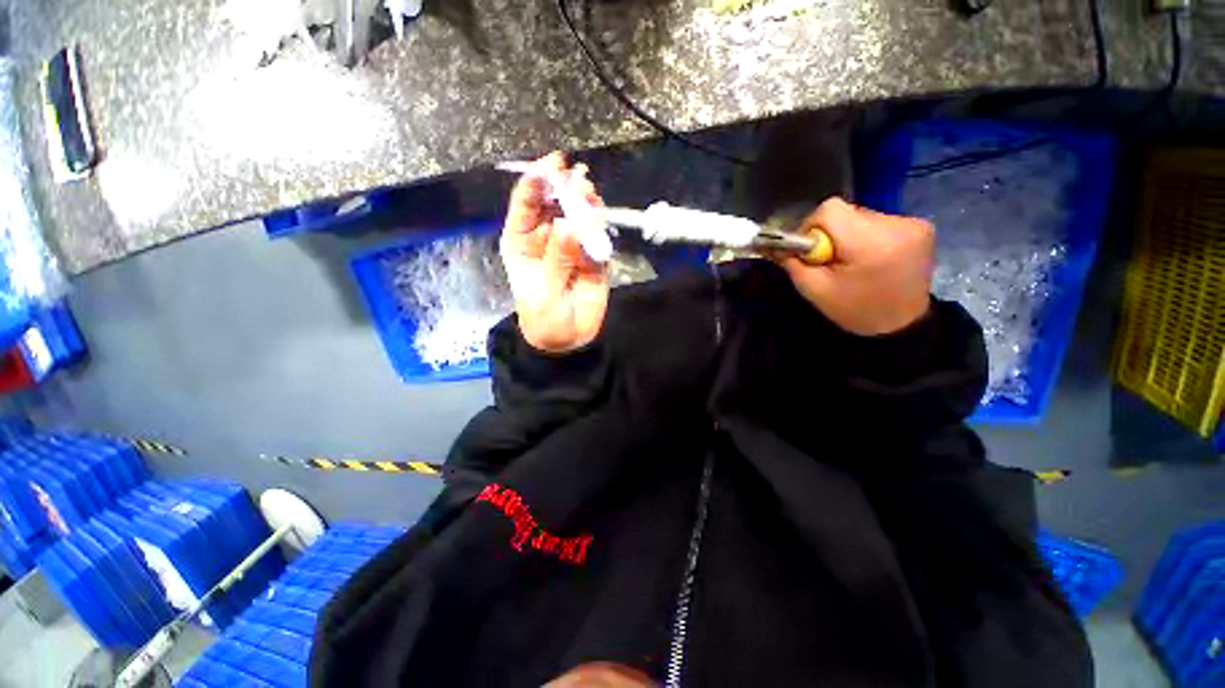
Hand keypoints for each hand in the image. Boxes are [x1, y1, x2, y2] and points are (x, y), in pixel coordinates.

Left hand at [501, 152, 609, 352]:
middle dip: (565, 189)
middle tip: (578, 179)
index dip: (536, 182)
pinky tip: (601, 220)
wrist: (569, 340)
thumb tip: (570, 226)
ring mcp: (571, 245)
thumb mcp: (545, 293)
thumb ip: (558, 260)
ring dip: (585, 204)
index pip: (526, 205)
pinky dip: (600, 227)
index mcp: (523, 242)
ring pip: (578, 216)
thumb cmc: (545, 318)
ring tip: (591, 196)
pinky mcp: (592, 255)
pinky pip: (596, 236)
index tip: (552, 166)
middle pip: (554, 204)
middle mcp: (547, 237)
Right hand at [778, 197, 933, 335]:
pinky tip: (871, 257)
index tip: (812, 251)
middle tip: (832, 261)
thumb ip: (794, 262)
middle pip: (845, 212)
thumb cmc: (854, 310)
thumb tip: (779, 243)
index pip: (830, 210)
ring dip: (848, 235)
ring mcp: (914, 223)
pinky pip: (878, 220)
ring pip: (860, 215)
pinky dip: (866, 236)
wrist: (900, 325)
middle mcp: (897, 225)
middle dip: (831, 233)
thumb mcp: (814, 290)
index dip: (812, 227)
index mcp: (871, 243)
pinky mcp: (921, 225)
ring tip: (853, 261)